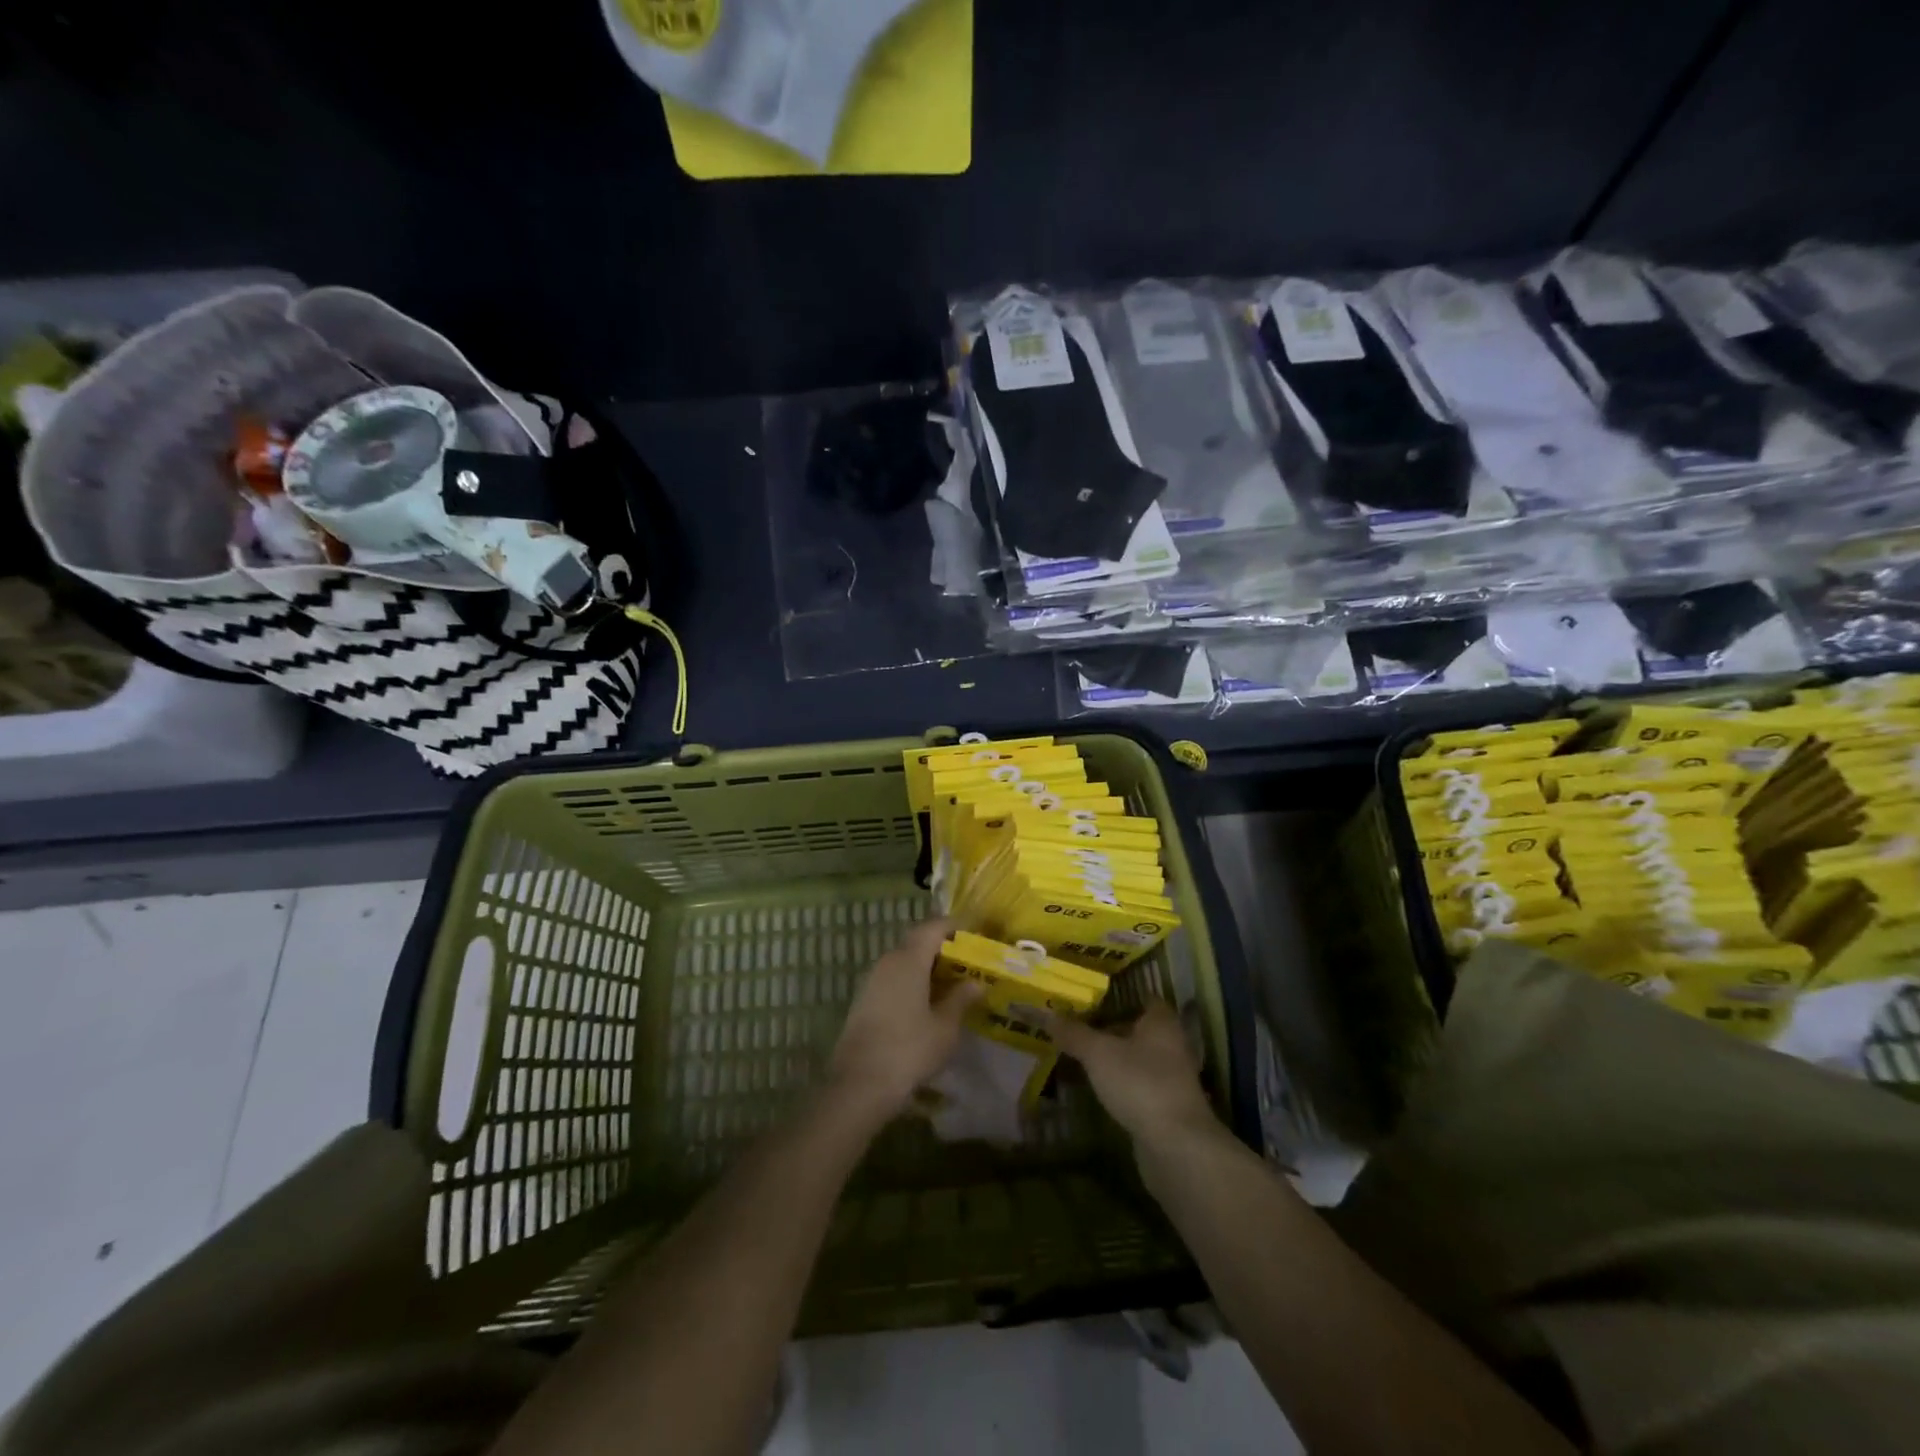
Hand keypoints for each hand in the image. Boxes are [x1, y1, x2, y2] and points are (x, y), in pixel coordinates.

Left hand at [826, 918, 982, 1126]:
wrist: (860, 1084)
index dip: (956, 926)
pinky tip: (928, 1002)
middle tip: (969, 961)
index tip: (976, 932)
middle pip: (918, 942)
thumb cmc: (909, 1050)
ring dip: (928, 966)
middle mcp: (888, 962)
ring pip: (905, 961)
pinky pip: (894, 978)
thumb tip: (976, 982)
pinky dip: (914, 981)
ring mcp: (873, 980)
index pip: (934, 927)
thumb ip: (961, 999)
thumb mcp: (945, 1027)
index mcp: (909, 960)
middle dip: (944, 947)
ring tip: (953, 983)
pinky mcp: (865, 1000)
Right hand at [1048, 1002, 1217, 1149]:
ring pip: (1135, 1057)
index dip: (1115, 995)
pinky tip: (1094, 1086)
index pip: (1140, 997)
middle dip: (1107, 1027)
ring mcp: (1170, 1077)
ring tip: (1076, 1055)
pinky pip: (1136, 1083)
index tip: (1088, 997)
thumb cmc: (1140, 1083)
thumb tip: (1045, 1013)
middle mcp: (1170, 1044)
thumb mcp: (1099, 1053)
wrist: (1176, 1146)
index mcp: (1161, 1021)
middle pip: (1135, 1028)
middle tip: (1074, 1025)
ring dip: (1111, 1057)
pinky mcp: (1164, 1105)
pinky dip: (1117, 1082)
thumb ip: (1073, 1033)